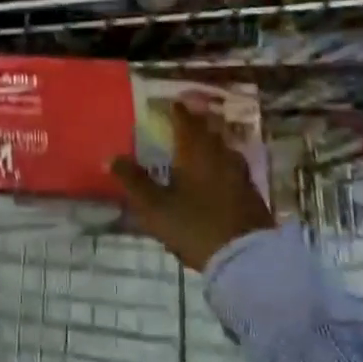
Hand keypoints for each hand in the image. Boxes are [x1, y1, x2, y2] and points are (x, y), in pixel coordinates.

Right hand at [110, 105, 274, 271]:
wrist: (245, 259)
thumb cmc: (194, 226)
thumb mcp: (154, 206)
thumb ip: (133, 181)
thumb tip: (111, 157)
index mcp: (195, 152)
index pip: (186, 122)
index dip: (177, 111)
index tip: (172, 102)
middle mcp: (219, 156)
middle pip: (209, 131)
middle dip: (197, 122)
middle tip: (188, 116)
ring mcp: (239, 175)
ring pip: (224, 149)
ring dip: (213, 141)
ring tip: (203, 141)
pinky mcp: (251, 194)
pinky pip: (234, 168)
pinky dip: (224, 163)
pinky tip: (220, 173)